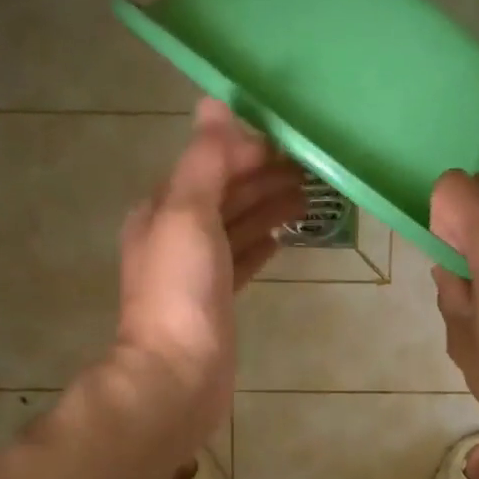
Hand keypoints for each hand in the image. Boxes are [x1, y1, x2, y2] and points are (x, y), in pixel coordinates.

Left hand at [111, 98, 305, 450]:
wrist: (177, 376)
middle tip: (315, 166)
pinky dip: (261, 244)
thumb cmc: (181, 292)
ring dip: (269, 207)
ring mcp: (197, 271)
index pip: (209, 164)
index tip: (293, 140)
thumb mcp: (189, 214)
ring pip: (237, 227)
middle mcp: (176, 235)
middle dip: (265, 176)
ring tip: (311, 196)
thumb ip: (205, 161)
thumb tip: (214, 102)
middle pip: (226, 194)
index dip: (248, 149)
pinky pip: (242, 260)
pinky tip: (283, 238)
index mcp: (163, 209)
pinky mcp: (217, 300)